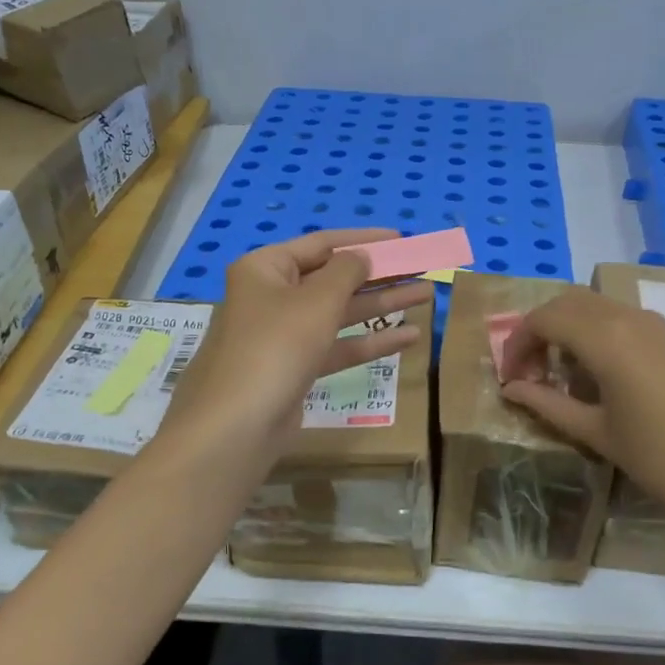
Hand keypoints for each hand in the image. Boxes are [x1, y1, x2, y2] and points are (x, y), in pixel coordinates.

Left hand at [159, 229, 427, 468]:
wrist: (238, 425)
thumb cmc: (276, 346)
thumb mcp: (317, 301)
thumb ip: (347, 272)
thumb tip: (362, 257)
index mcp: (265, 269)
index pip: (321, 243)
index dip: (363, 240)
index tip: (401, 239)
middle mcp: (272, 296)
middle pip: (333, 278)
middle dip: (379, 275)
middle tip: (421, 268)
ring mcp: (283, 335)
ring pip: (339, 313)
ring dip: (382, 306)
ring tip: (427, 295)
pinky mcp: (296, 369)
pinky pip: (337, 346)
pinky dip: (369, 341)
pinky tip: (410, 337)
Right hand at [497, 288, 664, 540]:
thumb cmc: (661, 458)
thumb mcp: (596, 433)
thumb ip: (548, 404)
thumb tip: (510, 389)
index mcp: (605, 338)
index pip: (543, 319)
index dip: (517, 344)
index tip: (510, 378)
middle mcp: (627, 317)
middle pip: (566, 303)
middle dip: (538, 330)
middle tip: (528, 372)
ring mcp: (653, 324)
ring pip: (594, 306)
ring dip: (566, 329)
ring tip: (558, 374)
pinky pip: (619, 318)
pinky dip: (594, 332)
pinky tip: (596, 373)